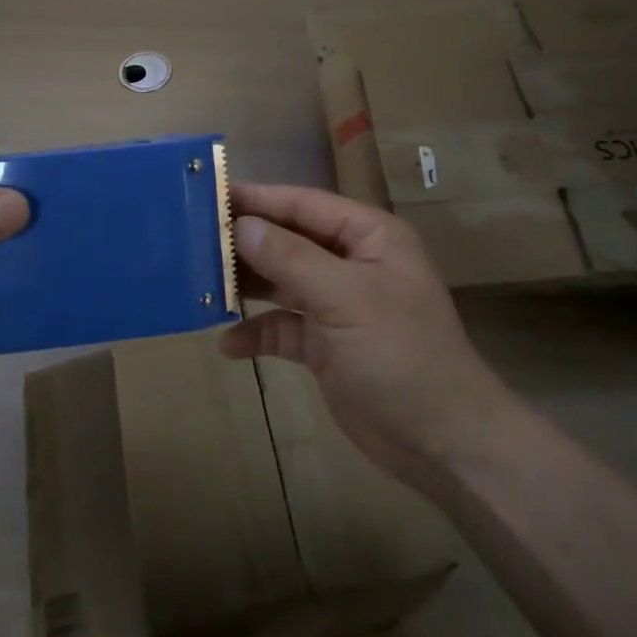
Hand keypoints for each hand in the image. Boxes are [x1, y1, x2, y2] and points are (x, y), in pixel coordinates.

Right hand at [219, 183, 516, 487]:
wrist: (442, 441)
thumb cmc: (400, 353)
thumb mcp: (345, 298)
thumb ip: (290, 257)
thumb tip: (241, 225)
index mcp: (368, 236)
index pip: (303, 204)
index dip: (258, 199)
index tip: (210, 195)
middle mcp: (352, 262)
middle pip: (289, 240)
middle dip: (246, 242)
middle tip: (194, 240)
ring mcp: (338, 305)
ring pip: (282, 282)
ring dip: (247, 285)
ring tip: (200, 283)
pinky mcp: (327, 345)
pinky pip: (284, 328)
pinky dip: (259, 333)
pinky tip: (229, 345)